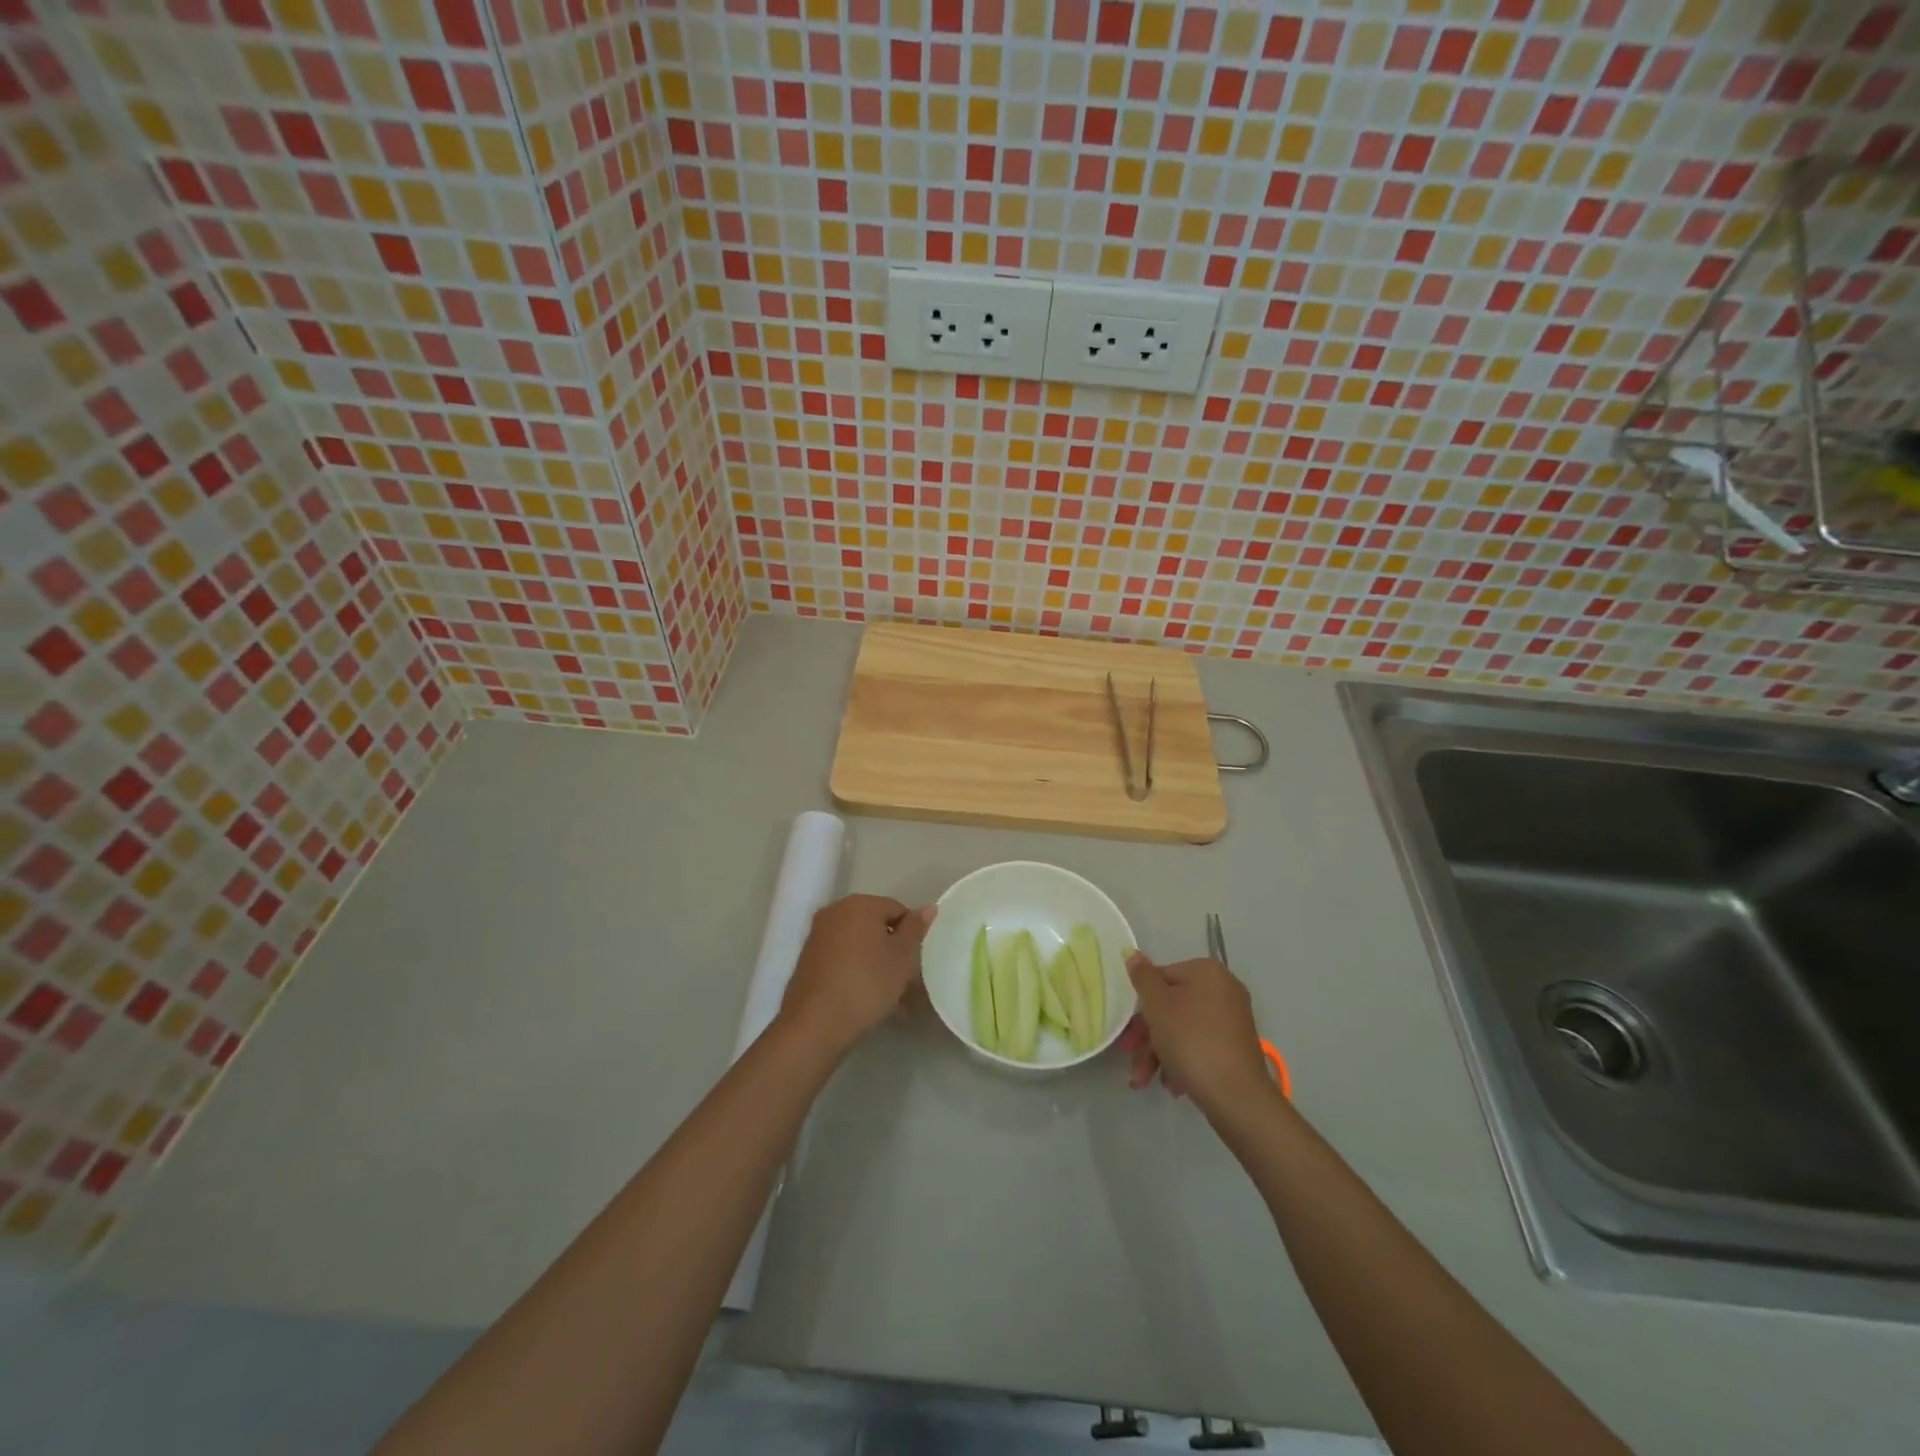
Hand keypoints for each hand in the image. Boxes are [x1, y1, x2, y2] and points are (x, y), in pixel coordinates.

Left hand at [780, 894, 935, 1057]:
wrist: (816, 1024)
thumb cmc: (867, 983)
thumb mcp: (901, 956)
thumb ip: (915, 928)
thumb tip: (929, 907)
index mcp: (859, 904)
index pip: (897, 909)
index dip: (911, 934)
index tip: (915, 960)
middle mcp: (835, 911)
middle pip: (875, 924)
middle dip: (892, 947)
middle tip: (905, 978)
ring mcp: (818, 935)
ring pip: (858, 943)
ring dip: (875, 961)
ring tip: (888, 993)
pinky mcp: (807, 959)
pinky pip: (841, 958)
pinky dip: (855, 970)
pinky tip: (865, 996)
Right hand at [1119, 952, 1273, 1116]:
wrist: (1237, 1096)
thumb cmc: (1191, 1040)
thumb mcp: (1157, 1005)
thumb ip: (1142, 977)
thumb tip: (1132, 951)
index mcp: (1207, 972)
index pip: (1162, 976)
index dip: (1141, 1003)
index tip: (1127, 1029)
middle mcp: (1224, 989)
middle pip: (1172, 1006)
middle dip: (1147, 1035)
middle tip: (1129, 1056)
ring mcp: (1232, 1020)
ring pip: (1183, 1029)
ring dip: (1158, 1053)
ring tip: (1143, 1081)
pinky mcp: (1235, 1047)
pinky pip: (1200, 1045)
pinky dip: (1181, 1061)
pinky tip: (1172, 1085)